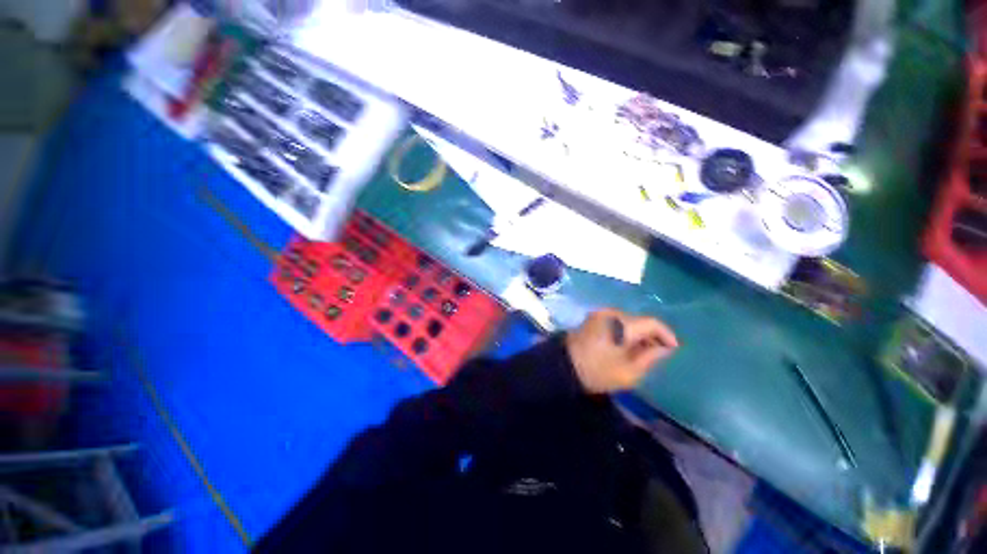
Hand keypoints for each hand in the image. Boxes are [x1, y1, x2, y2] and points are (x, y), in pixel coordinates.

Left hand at [565, 309, 678, 393]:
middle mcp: (611, 313)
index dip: (666, 335)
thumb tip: (665, 347)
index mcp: (622, 324)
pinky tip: (625, 346)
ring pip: (627, 321)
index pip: (652, 323)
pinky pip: (615, 322)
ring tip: (641, 352)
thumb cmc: (597, 371)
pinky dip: (624, 332)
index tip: (673, 349)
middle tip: (657, 354)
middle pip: (639, 321)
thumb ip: (650, 357)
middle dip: (651, 336)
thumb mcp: (629, 372)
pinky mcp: (592, 318)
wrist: (563, 366)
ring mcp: (599, 314)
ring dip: (637, 334)